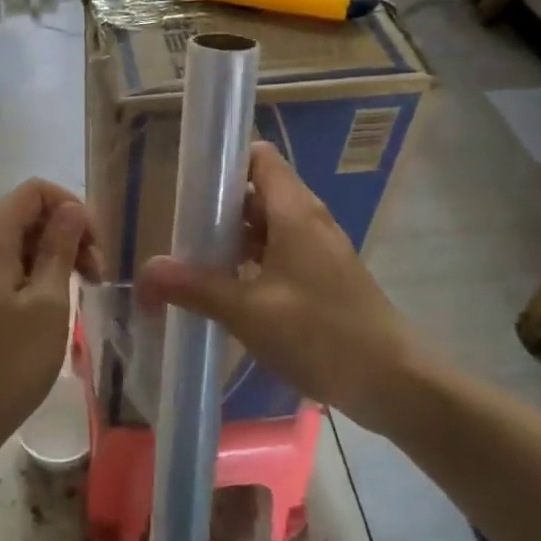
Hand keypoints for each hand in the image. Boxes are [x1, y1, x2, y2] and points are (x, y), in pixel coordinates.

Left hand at [0, 180, 104, 452]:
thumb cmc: (8, 362)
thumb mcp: (48, 302)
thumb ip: (60, 247)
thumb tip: (71, 209)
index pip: (34, 191)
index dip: (71, 207)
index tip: (95, 246)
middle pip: (25, 215)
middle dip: (66, 234)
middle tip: (96, 275)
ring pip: (16, 244)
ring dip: (52, 257)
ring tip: (80, 293)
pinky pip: (2, 269)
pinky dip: (32, 276)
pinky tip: (51, 308)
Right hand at [138, 143, 419, 432]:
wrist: (394, 383)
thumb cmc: (321, 334)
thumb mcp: (249, 312)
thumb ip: (196, 288)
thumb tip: (145, 272)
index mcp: (294, 211)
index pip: (258, 157)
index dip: (223, 160)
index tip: (187, 182)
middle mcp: (307, 220)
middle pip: (257, 192)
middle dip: (217, 207)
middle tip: (179, 230)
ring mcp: (317, 250)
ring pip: (266, 227)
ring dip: (231, 239)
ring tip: (193, 262)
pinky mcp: (322, 278)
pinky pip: (278, 254)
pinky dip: (250, 263)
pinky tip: (226, 292)